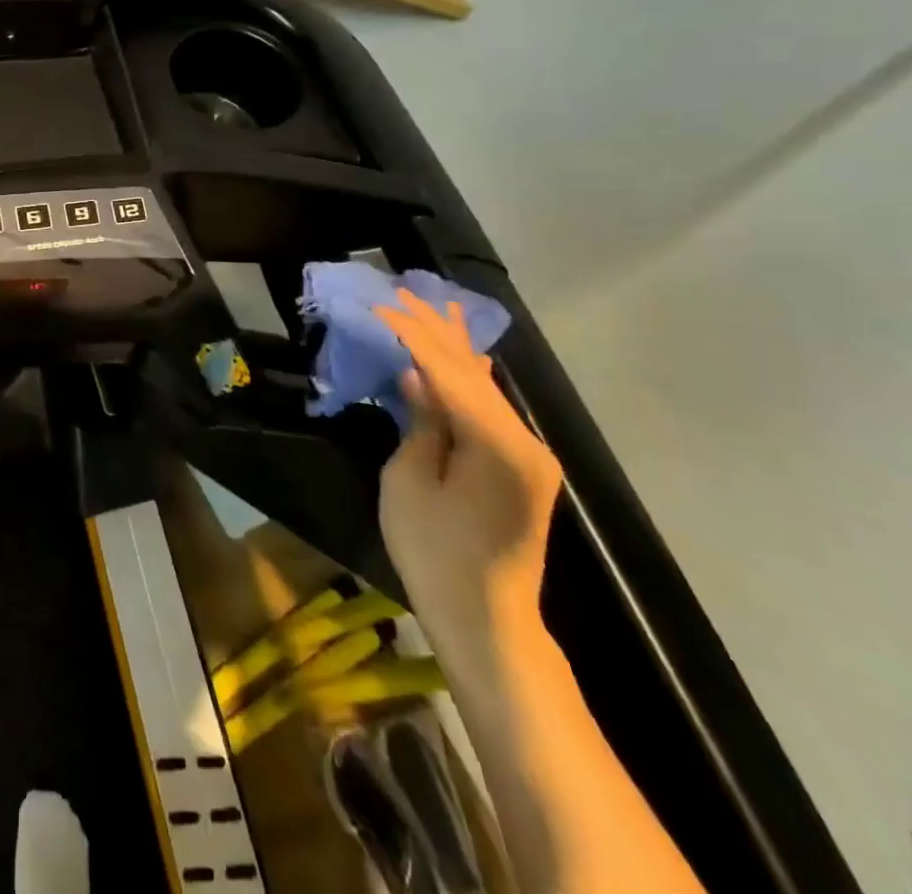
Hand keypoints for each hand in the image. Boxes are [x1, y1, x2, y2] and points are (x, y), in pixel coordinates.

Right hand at [374, 290, 561, 679]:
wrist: (487, 619)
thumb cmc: (435, 555)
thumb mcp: (408, 484)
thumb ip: (420, 422)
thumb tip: (416, 375)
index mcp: (496, 444)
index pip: (448, 371)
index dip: (412, 334)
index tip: (381, 305)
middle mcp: (524, 439)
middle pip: (472, 371)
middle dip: (434, 330)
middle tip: (402, 292)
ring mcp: (529, 452)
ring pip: (486, 385)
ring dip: (454, 346)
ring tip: (433, 306)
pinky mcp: (524, 465)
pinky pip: (492, 407)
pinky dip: (470, 376)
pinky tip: (466, 354)